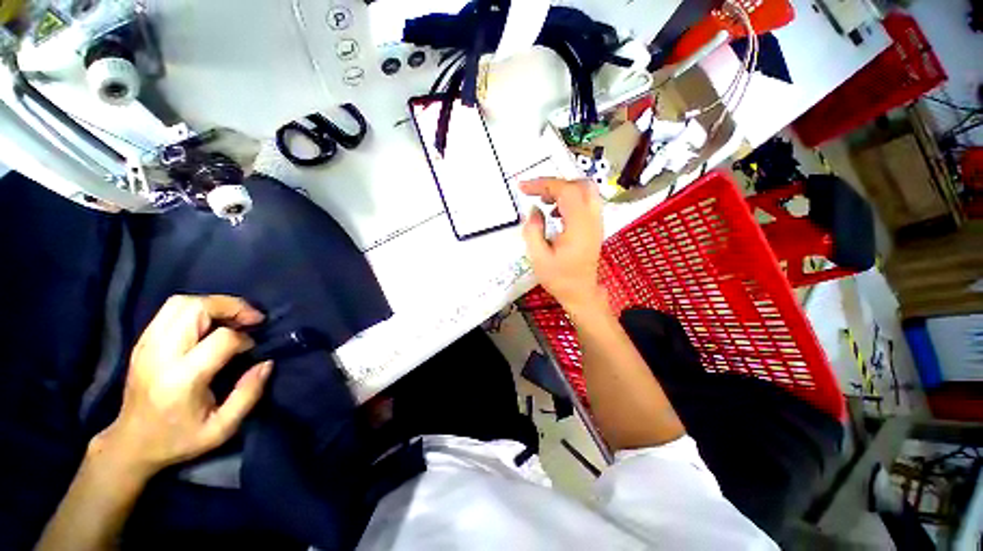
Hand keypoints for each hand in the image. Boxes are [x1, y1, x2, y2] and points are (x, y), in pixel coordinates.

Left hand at [97, 295, 272, 478]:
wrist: (131, 443)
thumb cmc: (179, 439)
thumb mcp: (222, 428)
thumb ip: (248, 394)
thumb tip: (266, 363)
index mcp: (181, 379)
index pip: (220, 339)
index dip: (244, 339)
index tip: (252, 349)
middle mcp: (160, 354)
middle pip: (196, 308)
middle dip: (231, 306)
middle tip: (251, 318)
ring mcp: (146, 345)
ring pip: (181, 303)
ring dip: (213, 304)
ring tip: (232, 317)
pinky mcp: (142, 342)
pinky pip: (170, 310)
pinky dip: (197, 308)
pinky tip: (209, 323)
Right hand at [521, 178, 605, 315]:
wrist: (581, 293)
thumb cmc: (559, 279)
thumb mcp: (538, 257)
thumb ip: (533, 230)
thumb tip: (533, 209)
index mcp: (579, 226)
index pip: (566, 191)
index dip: (543, 184)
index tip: (523, 187)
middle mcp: (592, 219)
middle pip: (580, 185)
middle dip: (555, 184)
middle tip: (536, 193)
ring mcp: (597, 222)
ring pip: (585, 191)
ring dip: (563, 190)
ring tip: (543, 201)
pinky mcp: (595, 226)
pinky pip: (585, 202)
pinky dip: (570, 199)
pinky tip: (555, 213)